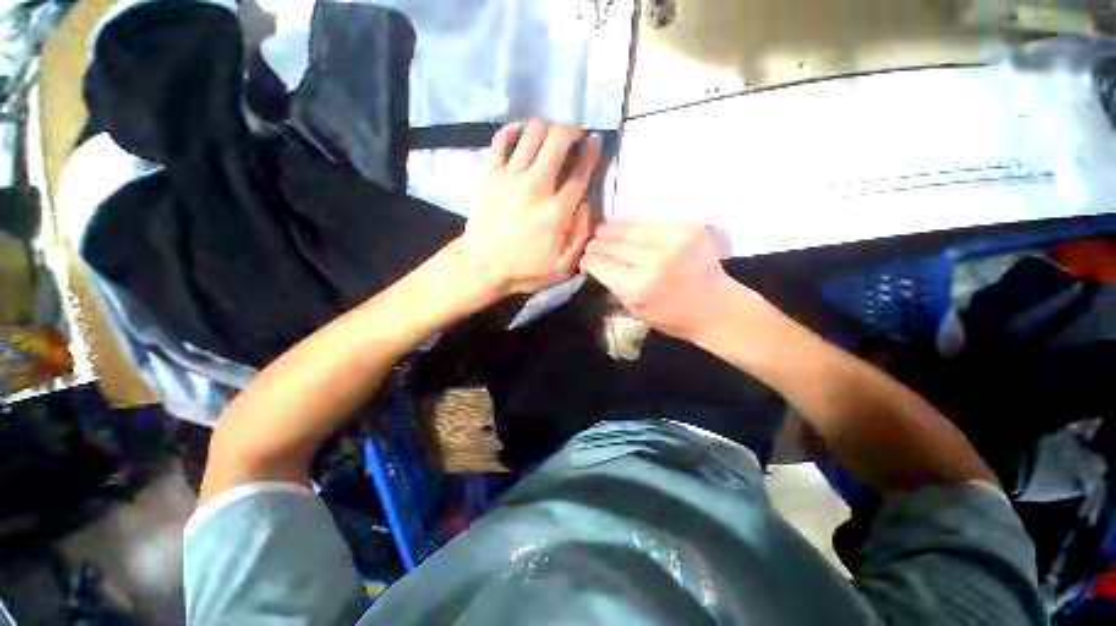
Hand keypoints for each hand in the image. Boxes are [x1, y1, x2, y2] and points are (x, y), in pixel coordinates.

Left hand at [455, 119, 602, 298]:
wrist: (481, 266)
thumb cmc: (524, 270)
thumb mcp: (562, 268)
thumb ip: (580, 236)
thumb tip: (587, 205)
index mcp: (557, 211)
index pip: (581, 171)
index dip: (592, 151)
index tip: (596, 140)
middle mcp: (536, 186)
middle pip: (558, 139)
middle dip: (571, 131)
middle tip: (574, 139)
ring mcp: (511, 177)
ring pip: (532, 132)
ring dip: (546, 129)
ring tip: (550, 139)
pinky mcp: (491, 174)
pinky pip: (501, 139)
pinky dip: (514, 129)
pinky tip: (522, 134)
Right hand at [581, 220, 761, 341]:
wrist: (716, 307)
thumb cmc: (672, 317)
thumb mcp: (634, 310)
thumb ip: (612, 284)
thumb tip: (594, 264)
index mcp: (637, 286)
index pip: (599, 263)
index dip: (587, 261)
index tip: (585, 262)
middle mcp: (652, 258)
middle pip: (610, 242)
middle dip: (596, 245)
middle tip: (591, 247)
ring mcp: (672, 238)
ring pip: (627, 226)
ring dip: (610, 230)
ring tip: (603, 233)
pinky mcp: (686, 226)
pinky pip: (648, 220)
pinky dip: (633, 225)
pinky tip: (627, 230)